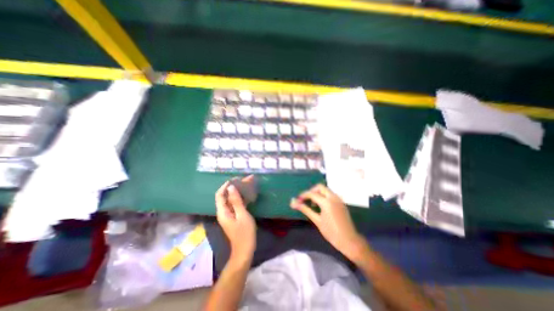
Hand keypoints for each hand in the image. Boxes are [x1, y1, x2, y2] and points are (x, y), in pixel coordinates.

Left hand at [216, 176, 256, 263]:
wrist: (245, 250)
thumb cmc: (244, 233)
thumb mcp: (242, 215)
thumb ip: (236, 201)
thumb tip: (231, 187)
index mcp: (223, 211)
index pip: (219, 195)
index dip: (226, 185)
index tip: (236, 179)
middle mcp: (224, 211)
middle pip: (226, 196)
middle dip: (235, 187)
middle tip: (245, 180)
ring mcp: (229, 214)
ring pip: (232, 199)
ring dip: (239, 191)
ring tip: (248, 184)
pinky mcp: (235, 216)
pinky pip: (236, 204)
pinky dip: (241, 198)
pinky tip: (249, 194)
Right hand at [292, 184, 366, 261]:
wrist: (349, 240)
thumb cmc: (331, 232)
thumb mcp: (317, 220)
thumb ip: (305, 209)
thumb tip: (294, 203)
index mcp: (327, 202)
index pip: (312, 194)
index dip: (303, 195)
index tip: (297, 200)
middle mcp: (333, 197)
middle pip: (320, 187)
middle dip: (311, 191)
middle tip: (306, 199)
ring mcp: (338, 199)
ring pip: (326, 190)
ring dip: (318, 193)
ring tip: (313, 204)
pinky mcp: (341, 202)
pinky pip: (330, 194)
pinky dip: (324, 196)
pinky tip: (321, 206)